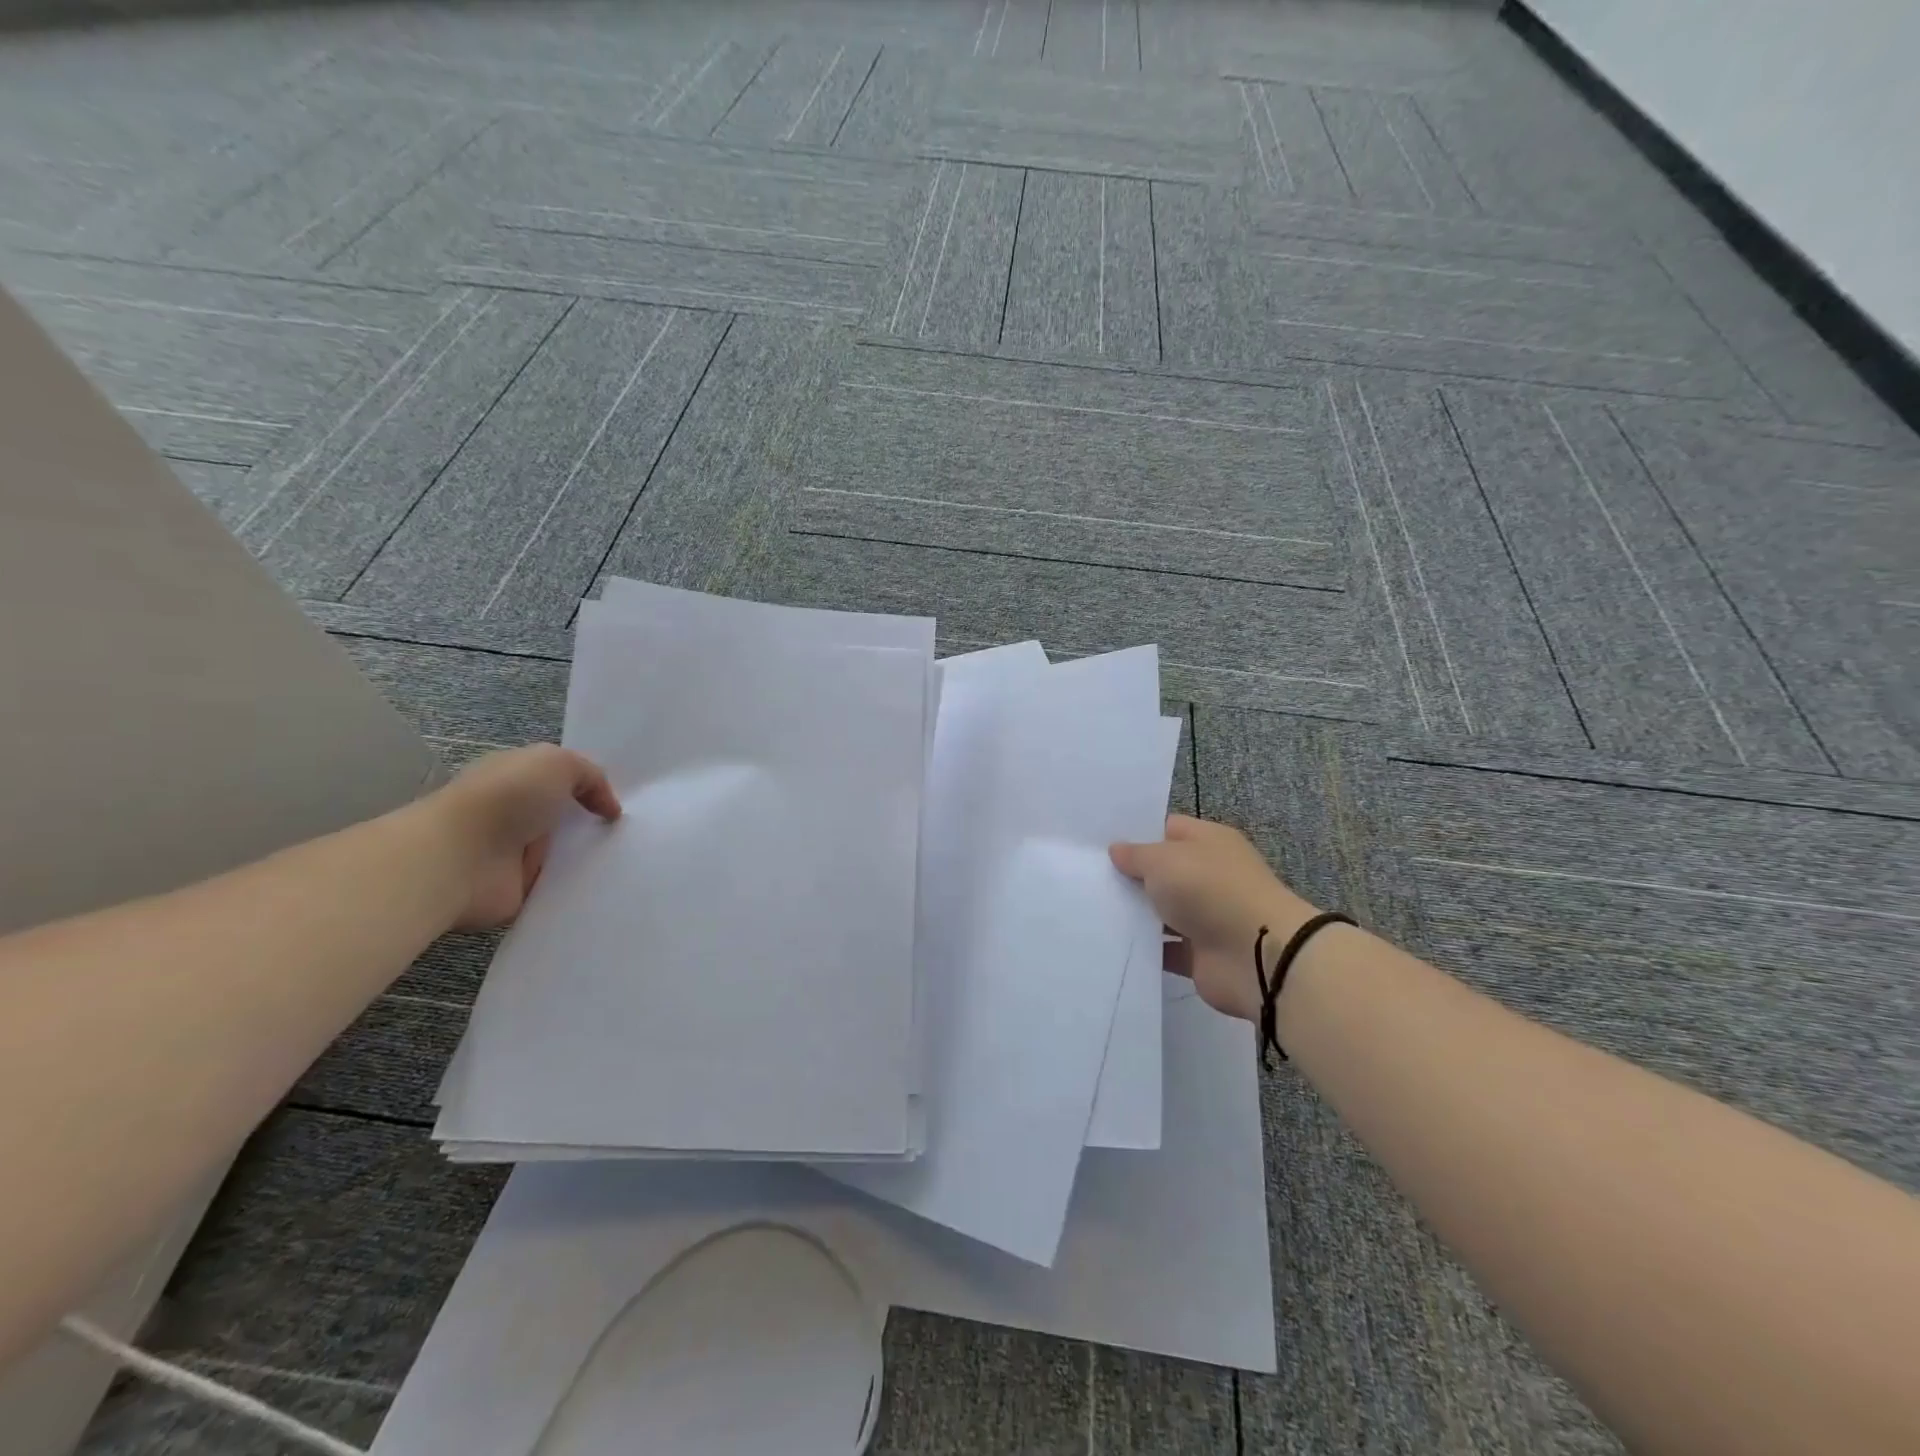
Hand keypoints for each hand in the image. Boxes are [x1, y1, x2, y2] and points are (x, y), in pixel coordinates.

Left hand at [427, 745, 621, 930]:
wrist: (458, 859)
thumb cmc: (506, 799)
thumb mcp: (557, 763)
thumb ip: (590, 776)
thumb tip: (608, 809)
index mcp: (517, 779)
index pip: (561, 781)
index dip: (592, 788)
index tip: (627, 802)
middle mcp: (515, 815)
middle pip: (567, 819)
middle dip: (598, 825)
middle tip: (636, 834)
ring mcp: (515, 855)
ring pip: (566, 855)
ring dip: (593, 858)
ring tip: (633, 861)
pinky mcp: (519, 891)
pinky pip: (559, 889)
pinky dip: (580, 889)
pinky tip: (610, 887)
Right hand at [1110, 815, 1319, 1022]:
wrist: (1256, 955)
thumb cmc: (1209, 889)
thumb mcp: (1163, 860)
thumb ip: (1136, 855)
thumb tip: (1117, 850)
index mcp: (1209, 842)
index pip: (1168, 829)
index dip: (1136, 834)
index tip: (1100, 841)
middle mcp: (1210, 875)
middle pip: (1163, 871)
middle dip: (1130, 875)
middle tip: (1088, 875)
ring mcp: (1207, 916)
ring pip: (1162, 911)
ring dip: (1135, 913)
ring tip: (1090, 908)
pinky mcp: (1200, 954)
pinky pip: (1166, 948)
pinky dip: (1145, 948)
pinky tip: (1111, 942)